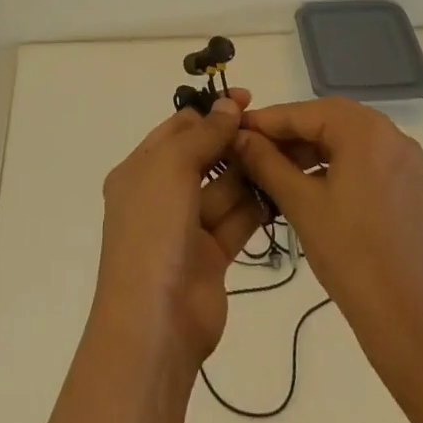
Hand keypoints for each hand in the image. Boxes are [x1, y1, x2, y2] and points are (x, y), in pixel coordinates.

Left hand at [90, 89, 268, 376]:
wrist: (155, 322)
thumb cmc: (154, 230)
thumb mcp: (172, 167)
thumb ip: (204, 135)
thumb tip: (229, 105)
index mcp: (140, 169)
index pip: (178, 128)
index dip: (211, 112)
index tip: (247, 99)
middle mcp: (161, 194)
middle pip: (202, 156)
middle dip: (232, 141)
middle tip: (271, 128)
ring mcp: (186, 227)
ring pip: (222, 188)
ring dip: (247, 171)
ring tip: (283, 153)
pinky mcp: (211, 256)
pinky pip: (235, 220)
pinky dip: (255, 205)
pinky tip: (282, 187)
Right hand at [231, 97, 422, 370]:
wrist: (412, 323)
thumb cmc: (352, 256)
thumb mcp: (301, 204)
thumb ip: (266, 162)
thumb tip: (238, 136)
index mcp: (365, 130)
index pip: (304, 112)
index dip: (266, 121)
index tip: (233, 129)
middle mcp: (390, 133)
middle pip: (327, 120)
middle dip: (288, 133)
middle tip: (251, 149)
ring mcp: (404, 160)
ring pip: (345, 139)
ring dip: (309, 149)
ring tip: (274, 169)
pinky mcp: (409, 185)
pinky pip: (364, 159)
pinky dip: (334, 164)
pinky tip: (309, 184)